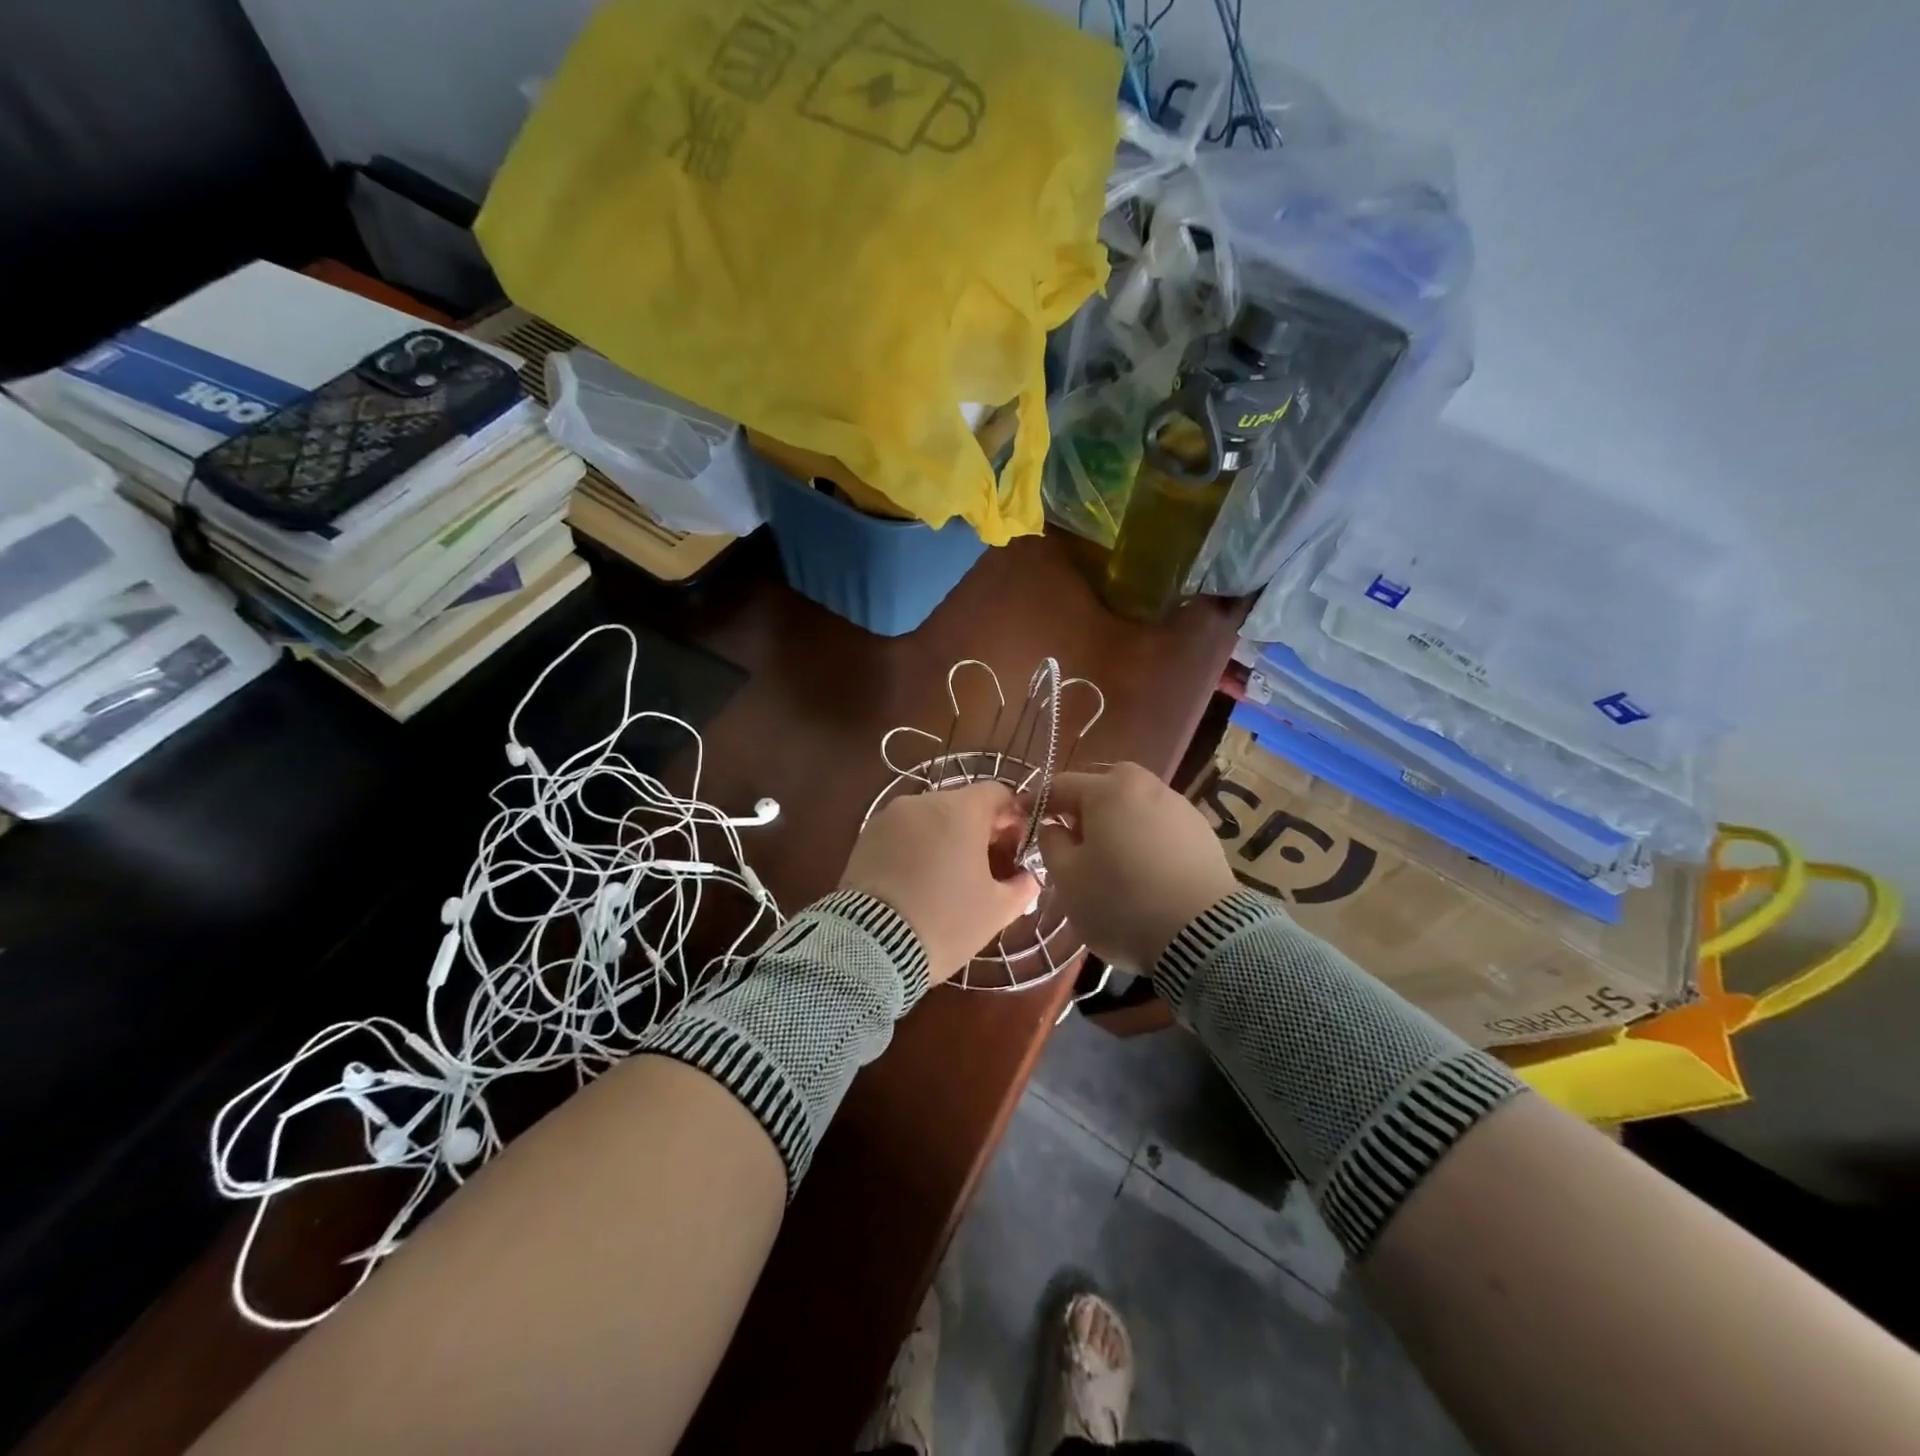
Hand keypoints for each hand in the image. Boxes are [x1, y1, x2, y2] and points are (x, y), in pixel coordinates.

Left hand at [841, 781, 1038, 984]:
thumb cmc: (945, 922)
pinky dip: (916, 848)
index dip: (1012, 817)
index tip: (1015, 848)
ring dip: (945, 838)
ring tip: (948, 879)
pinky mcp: (865, 836)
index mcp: (960, 810)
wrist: (871, 946)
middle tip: (987, 868)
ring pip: (929, 818)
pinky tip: (918, 882)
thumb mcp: (997, 910)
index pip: (997, 793)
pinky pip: (902, 833)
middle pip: (962, 804)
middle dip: (979, 830)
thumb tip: (1029, 877)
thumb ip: (1022, 886)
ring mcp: (889, 817)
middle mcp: (923, 801)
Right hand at [1038, 764, 1238, 972]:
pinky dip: (1146, 837)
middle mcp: (1146, 786)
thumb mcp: (1068, 879)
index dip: (1036, 802)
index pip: (1060, 786)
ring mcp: (1179, 807)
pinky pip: (1161, 825)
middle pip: (1105, 786)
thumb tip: (1053, 827)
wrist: (1204, 935)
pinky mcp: (1203, 832)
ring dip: (1118, 821)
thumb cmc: (1121, 903)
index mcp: (1107, 791)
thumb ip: (1052, 844)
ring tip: (1111, 857)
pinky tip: (1145, 868)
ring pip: (1136, 804)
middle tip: (1073, 837)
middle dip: (1084, 805)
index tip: (1021, 817)